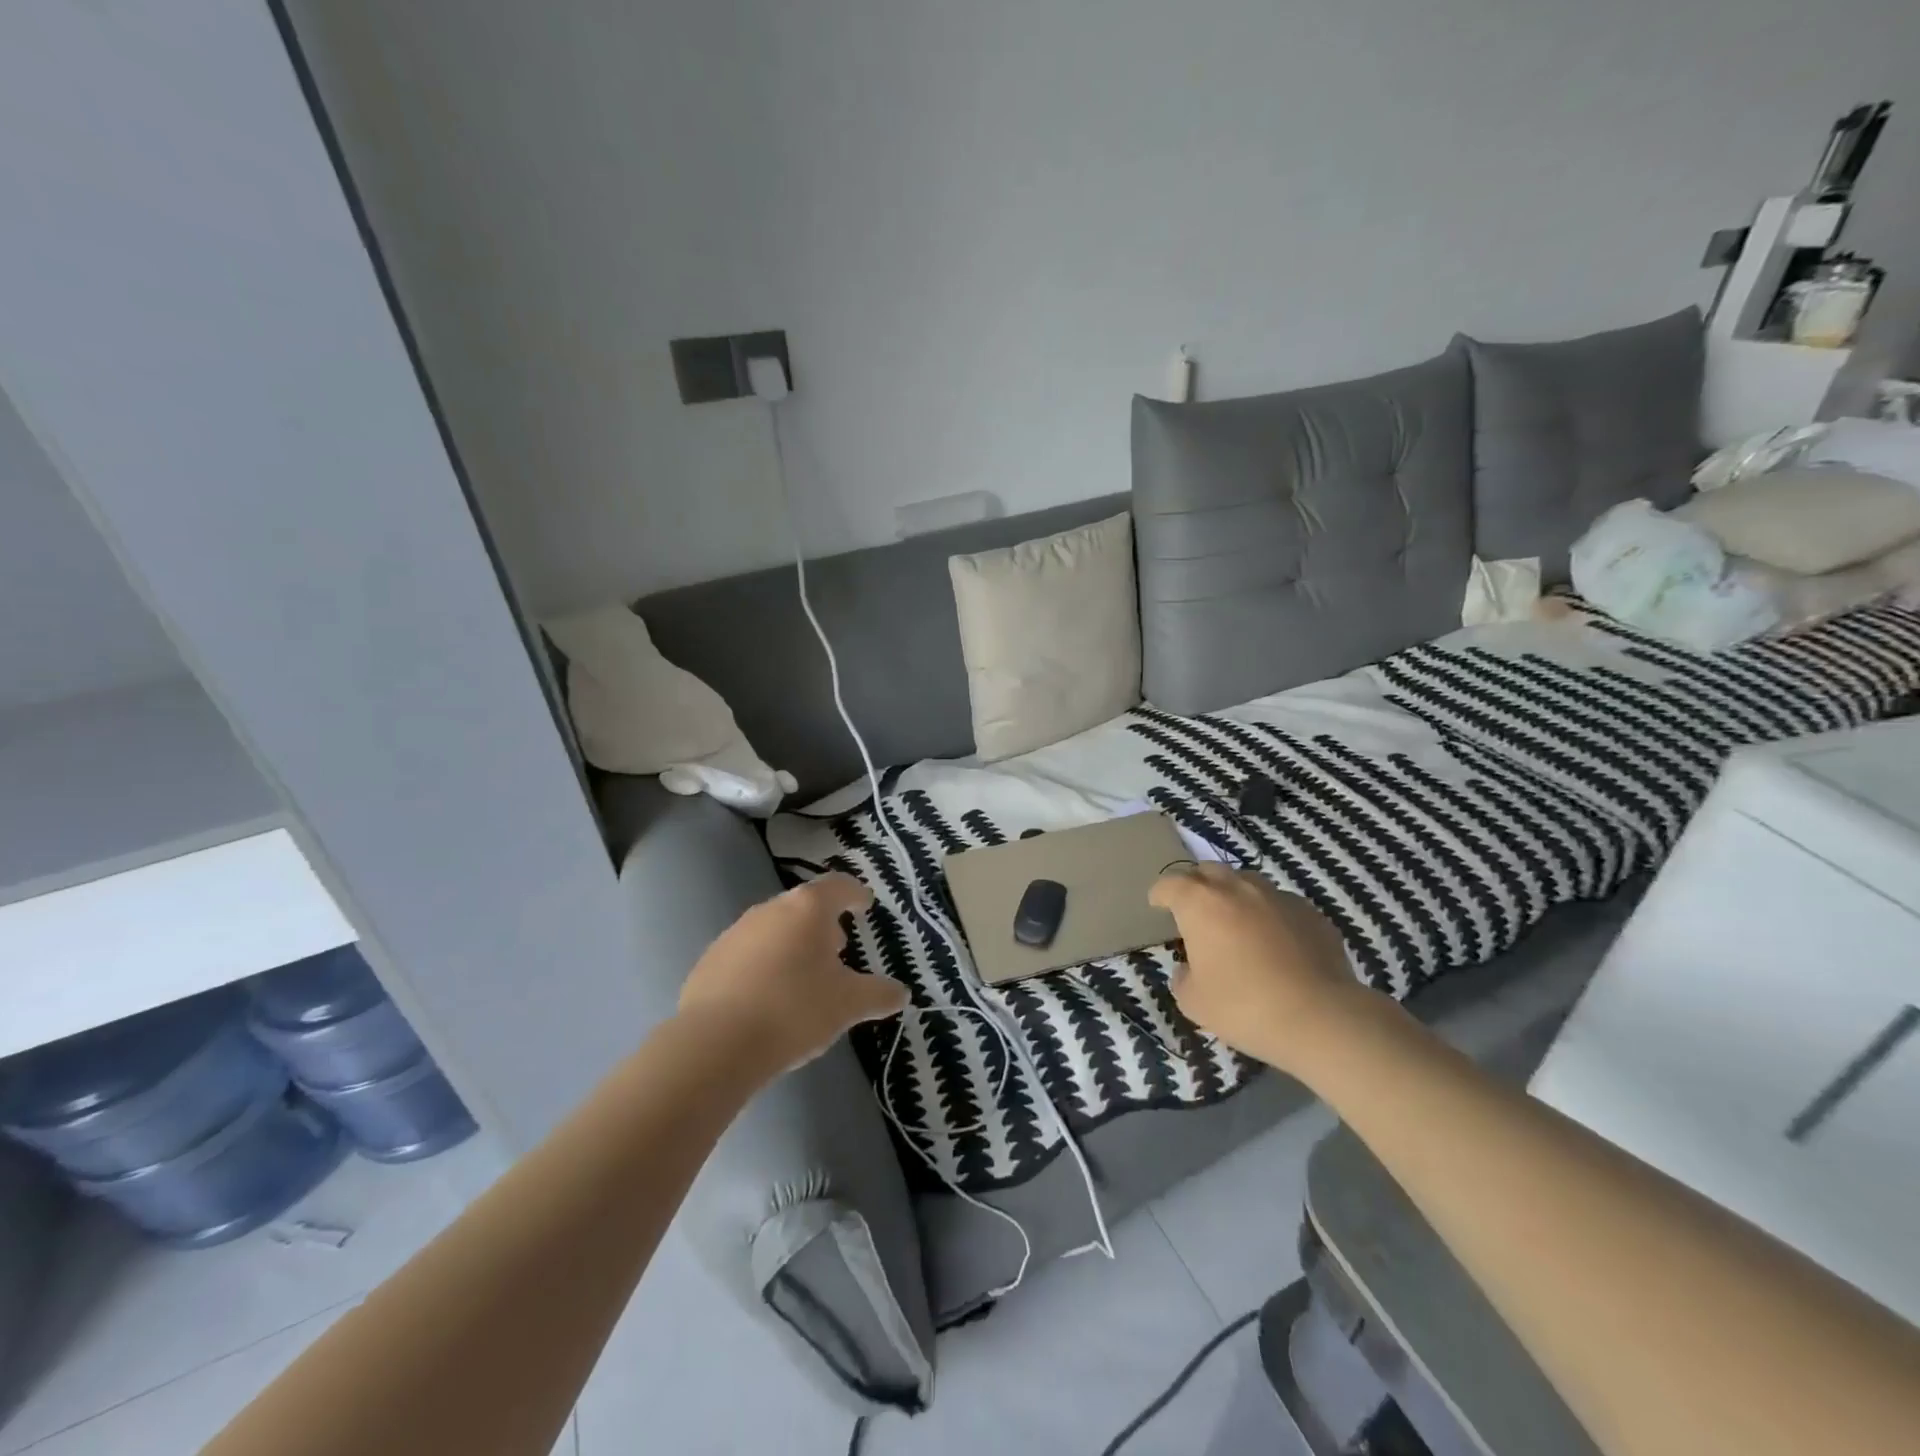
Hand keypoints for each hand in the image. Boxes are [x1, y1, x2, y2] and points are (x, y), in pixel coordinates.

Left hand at [679, 874, 908, 1073]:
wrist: (715, 1043)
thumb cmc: (794, 1010)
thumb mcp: (848, 1005)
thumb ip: (878, 995)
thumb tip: (900, 993)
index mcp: (808, 908)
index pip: (838, 886)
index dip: (855, 893)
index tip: (865, 904)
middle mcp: (770, 909)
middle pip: (804, 906)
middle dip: (823, 923)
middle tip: (837, 948)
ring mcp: (735, 933)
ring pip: (774, 929)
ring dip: (792, 943)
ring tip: (804, 976)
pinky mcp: (710, 960)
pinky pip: (747, 954)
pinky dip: (764, 965)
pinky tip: (768, 997)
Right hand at [1149, 863, 1369, 1073]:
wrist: (1320, 1017)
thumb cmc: (1244, 1006)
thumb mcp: (1193, 1002)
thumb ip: (1183, 978)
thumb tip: (1189, 968)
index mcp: (1201, 903)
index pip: (1170, 883)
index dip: (1160, 893)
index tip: (1157, 904)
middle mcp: (1237, 888)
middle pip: (1208, 871)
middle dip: (1196, 885)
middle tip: (1194, 909)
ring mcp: (1277, 896)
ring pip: (1247, 882)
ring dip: (1234, 895)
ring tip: (1235, 922)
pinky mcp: (1311, 913)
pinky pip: (1279, 903)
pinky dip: (1268, 914)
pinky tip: (1274, 942)